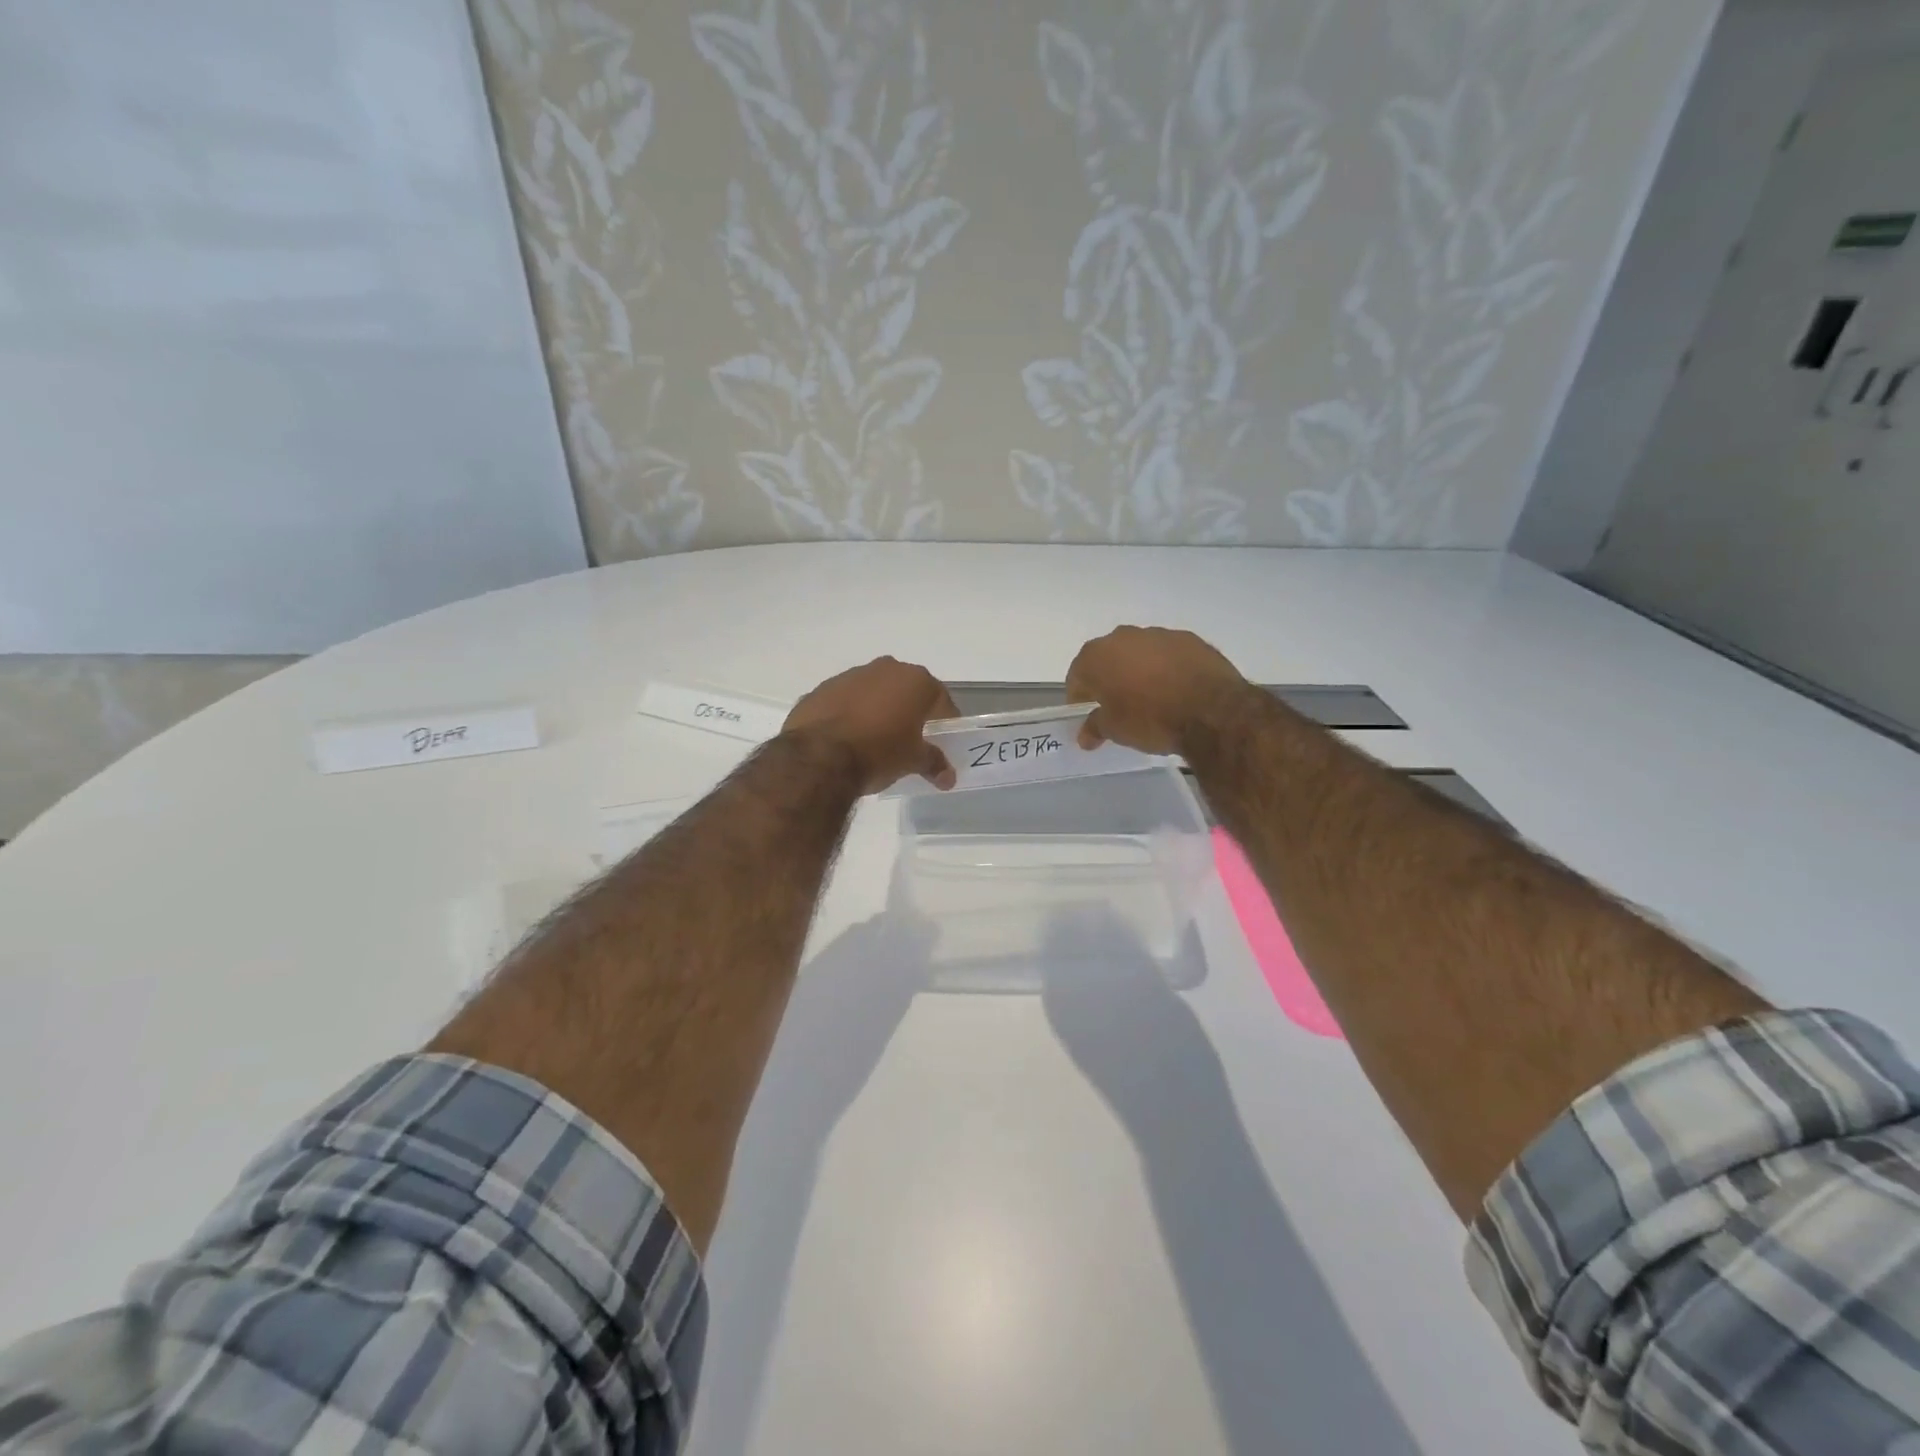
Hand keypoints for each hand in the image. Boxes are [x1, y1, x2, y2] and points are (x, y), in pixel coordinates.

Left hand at [783, 657, 959, 793]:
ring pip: (874, 693)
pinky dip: (850, 715)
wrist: (818, 756)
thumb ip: (934, 763)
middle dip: (910, 713)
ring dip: (878, 711)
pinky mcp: (821, 689)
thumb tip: (948, 778)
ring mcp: (850, 676)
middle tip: (910, 741)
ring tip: (875, 742)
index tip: (941, 743)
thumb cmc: (879, 752)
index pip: (941, 701)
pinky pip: (845, 701)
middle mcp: (885, 669)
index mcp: (915, 681)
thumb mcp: (913, 761)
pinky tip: (847, 740)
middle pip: (906, 691)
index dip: (944, 723)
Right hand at [1066, 626, 1250, 754]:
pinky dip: (1167, 668)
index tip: (1088, 715)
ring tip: (1151, 698)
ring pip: (1139, 653)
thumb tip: (1085, 735)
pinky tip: (1177, 690)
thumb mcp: (1116, 730)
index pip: (1077, 676)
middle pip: (1107, 658)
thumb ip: (1095, 727)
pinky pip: (1168, 654)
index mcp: (1097, 656)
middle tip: (1118, 706)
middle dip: (1109, 679)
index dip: (1080, 697)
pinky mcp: (1190, 639)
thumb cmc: (1150, 719)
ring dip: (1139, 671)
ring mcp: (1158, 634)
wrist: (1212, 711)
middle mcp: (1123, 637)